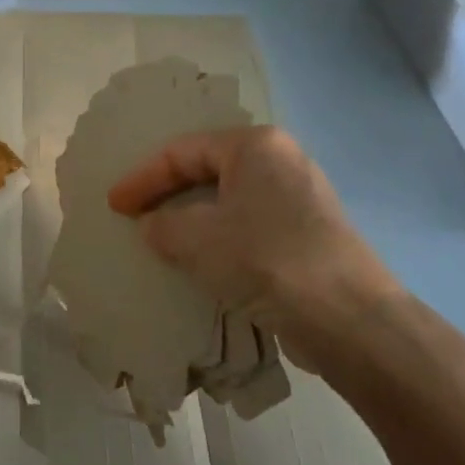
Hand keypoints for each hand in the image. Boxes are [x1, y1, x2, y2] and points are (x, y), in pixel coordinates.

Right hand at [106, 126, 400, 372]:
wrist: (350, 320)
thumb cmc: (265, 259)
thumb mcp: (196, 238)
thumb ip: (162, 225)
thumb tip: (152, 226)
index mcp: (254, 145)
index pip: (181, 152)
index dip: (142, 178)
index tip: (115, 205)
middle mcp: (281, 161)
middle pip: (207, 171)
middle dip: (168, 194)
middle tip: (136, 215)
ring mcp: (301, 199)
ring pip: (230, 201)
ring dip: (193, 220)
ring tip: (164, 239)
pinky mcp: (310, 235)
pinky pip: (250, 226)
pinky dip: (221, 239)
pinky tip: (204, 262)